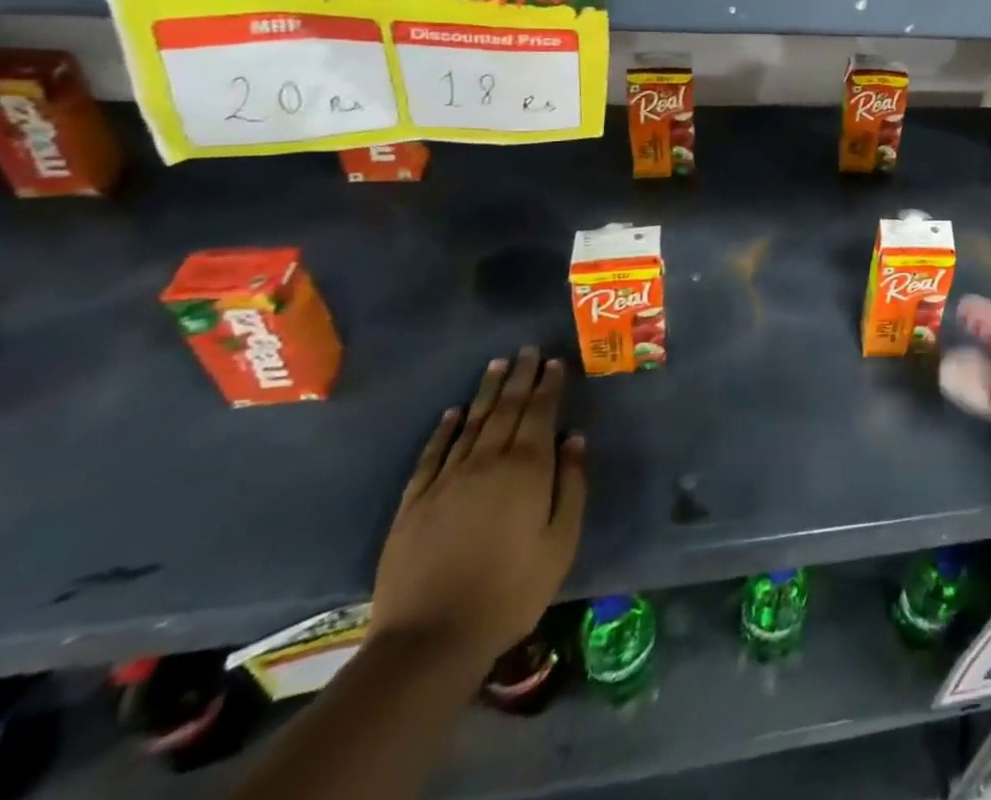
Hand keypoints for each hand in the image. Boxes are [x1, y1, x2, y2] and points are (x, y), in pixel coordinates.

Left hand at [368, 349, 586, 680]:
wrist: (429, 640)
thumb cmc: (511, 591)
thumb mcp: (561, 542)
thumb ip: (572, 486)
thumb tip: (575, 440)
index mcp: (527, 469)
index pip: (540, 414)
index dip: (549, 386)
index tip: (554, 362)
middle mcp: (487, 462)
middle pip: (506, 410)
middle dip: (520, 377)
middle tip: (528, 350)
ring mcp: (446, 480)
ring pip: (472, 423)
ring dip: (487, 392)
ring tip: (497, 365)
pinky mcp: (415, 502)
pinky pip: (433, 454)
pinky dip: (444, 430)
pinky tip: (452, 413)